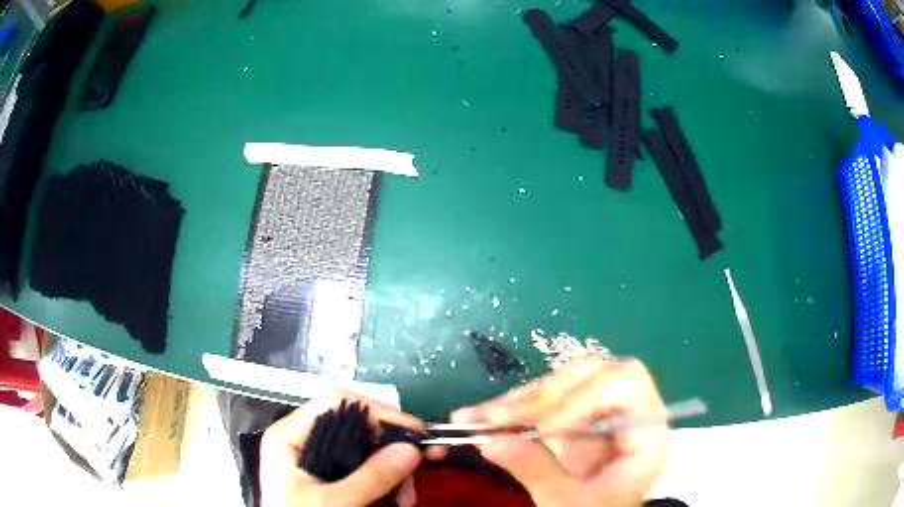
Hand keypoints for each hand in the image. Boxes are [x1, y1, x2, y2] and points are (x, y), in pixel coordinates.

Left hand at [259, 392, 423, 506]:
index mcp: (289, 437)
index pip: (334, 402)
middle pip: (355, 427)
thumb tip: (410, 450)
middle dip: (391, 449)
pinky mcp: (329, 478)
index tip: (411, 431)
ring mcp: (316, 460)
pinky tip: (396, 499)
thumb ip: (370, 478)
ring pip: (365, 450)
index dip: (376, 411)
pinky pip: (364, 470)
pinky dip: (385, 482)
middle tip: (419, 467)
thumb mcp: (334, 502)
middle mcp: (302, 442)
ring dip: (393, 471)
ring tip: (406, 498)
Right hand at [451, 357, 668, 506]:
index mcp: (645, 430)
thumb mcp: (568, 502)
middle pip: (588, 375)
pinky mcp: (573, 419)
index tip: (545, 430)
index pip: (626, 383)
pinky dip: (510, 409)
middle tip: (496, 418)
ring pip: (560, 384)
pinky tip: (477, 417)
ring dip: (516, 400)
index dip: (586, 397)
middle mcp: (624, 412)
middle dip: (540, 397)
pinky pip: (542, 401)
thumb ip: (536, 470)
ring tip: (474, 417)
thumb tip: (489, 440)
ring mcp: (598, 413)